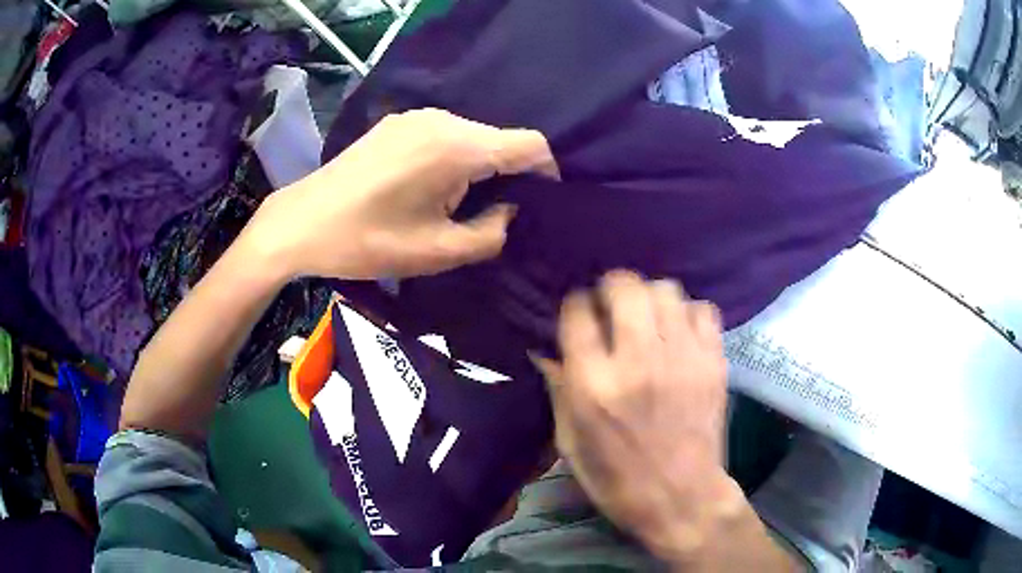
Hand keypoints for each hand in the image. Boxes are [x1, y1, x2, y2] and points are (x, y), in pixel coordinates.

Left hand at [240, 108, 557, 280]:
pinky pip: (444, 134)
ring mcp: (415, 117)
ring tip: (463, 203)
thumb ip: (492, 233)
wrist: (302, 223)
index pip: (530, 144)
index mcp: (457, 147)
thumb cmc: (368, 241)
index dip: (548, 172)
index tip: (544, 202)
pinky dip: (454, 158)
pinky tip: (433, 186)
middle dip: (510, 174)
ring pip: (472, 136)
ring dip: (480, 166)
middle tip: (499, 213)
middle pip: (500, 139)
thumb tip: (511, 210)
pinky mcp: (397, 123)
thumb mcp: (439, 252)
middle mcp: (442, 119)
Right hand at [536, 272, 793, 568]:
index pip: (577, 312)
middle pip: (624, 286)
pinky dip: (688, 314)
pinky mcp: (713, 362)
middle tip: (612, 306)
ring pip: (665, 290)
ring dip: (650, 298)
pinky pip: (703, 309)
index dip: (575, 305)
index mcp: (593, 385)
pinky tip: (680, 334)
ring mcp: (681, 358)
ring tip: (648, 318)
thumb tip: (546, 350)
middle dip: (612, 288)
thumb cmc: (617, 478)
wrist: (681, 497)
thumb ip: (559, 389)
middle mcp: (637, 361)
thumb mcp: (570, 442)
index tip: (580, 314)